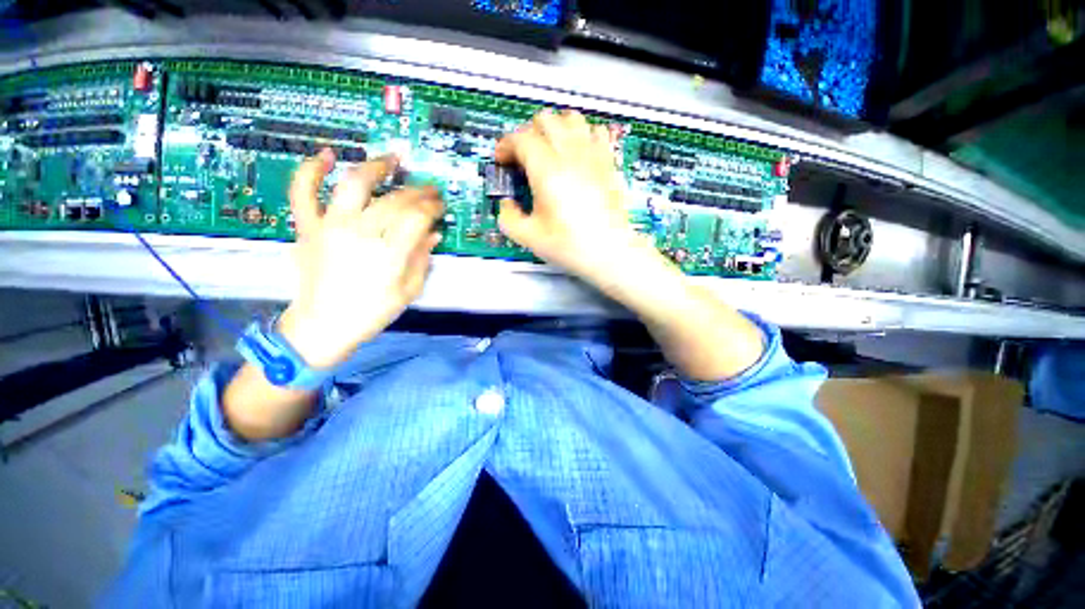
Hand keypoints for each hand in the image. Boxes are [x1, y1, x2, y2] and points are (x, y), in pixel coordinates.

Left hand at [280, 149, 443, 368]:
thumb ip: (422, 258)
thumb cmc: (372, 312)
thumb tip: (433, 234)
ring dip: (376, 166)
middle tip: (429, 190)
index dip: (432, 208)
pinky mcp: (308, 227)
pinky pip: (303, 192)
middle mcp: (360, 232)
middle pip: (394, 200)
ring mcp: (330, 226)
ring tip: (393, 158)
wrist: (323, 324)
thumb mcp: (409, 290)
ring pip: (355, 184)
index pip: (417, 217)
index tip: (440, 207)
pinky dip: (311, 170)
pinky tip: (327, 155)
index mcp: (389, 253)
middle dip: (417, 192)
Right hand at [494, 109, 658, 286]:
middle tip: (524, 156)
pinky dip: (583, 134)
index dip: (505, 145)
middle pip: (545, 119)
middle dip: (528, 133)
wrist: (611, 252)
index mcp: (547, 170)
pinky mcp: (609, 162)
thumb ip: (508, 218)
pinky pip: (596, 131)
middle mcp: (570, 154)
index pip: (520, 138)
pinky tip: (578, 153)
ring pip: (572, 118)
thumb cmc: (571, 245)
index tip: (502, 160)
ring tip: (550, 149)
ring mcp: (593, 155)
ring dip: (555, 127)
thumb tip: (507, 204)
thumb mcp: (529, 237)